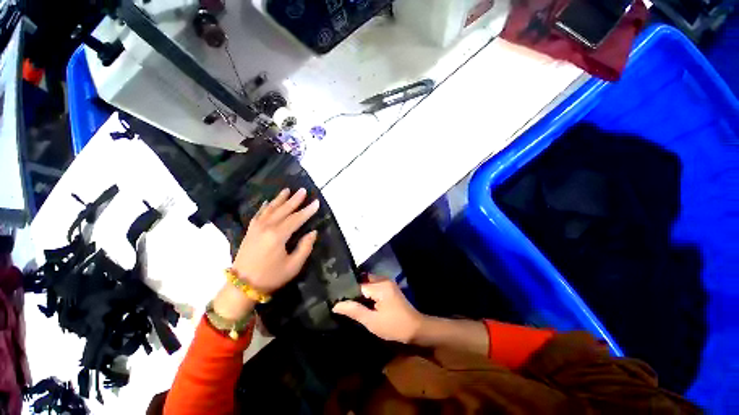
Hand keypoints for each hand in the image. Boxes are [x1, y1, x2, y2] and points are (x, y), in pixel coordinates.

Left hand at [214, 189, 318, 321]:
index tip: (316, 202)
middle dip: (294, 200)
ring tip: (287, 190)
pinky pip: (259, 214)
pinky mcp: (250, 231)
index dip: (307, 211)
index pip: (296, 219)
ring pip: (270, 209)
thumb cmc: (270, 277)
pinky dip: (265, 207)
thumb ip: (304, 248)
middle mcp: (267, 226)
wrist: (243, 283)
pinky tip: (268, 202)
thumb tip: (312, 233)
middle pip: (283, 210)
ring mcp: (256, 227)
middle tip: (303, 190)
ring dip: (279, 199)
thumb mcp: (292, 267)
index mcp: (278, 235)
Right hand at [332, 276, 424, 343]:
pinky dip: (365, 296)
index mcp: (380, 286)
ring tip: (344, 304)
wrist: (417, 330)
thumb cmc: (394, 326)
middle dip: (350, 291)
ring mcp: (388, 286)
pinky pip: (373, 289)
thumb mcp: (371, 321)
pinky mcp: (389, 292)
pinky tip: (358, 306)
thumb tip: (335, 305)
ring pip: (366, 286)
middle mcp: (384, 281)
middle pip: (361, 282)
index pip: (355, 285)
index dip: (344, 294)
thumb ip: (353, 311)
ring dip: (358, 294)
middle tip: (337, 301)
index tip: (333, 301)